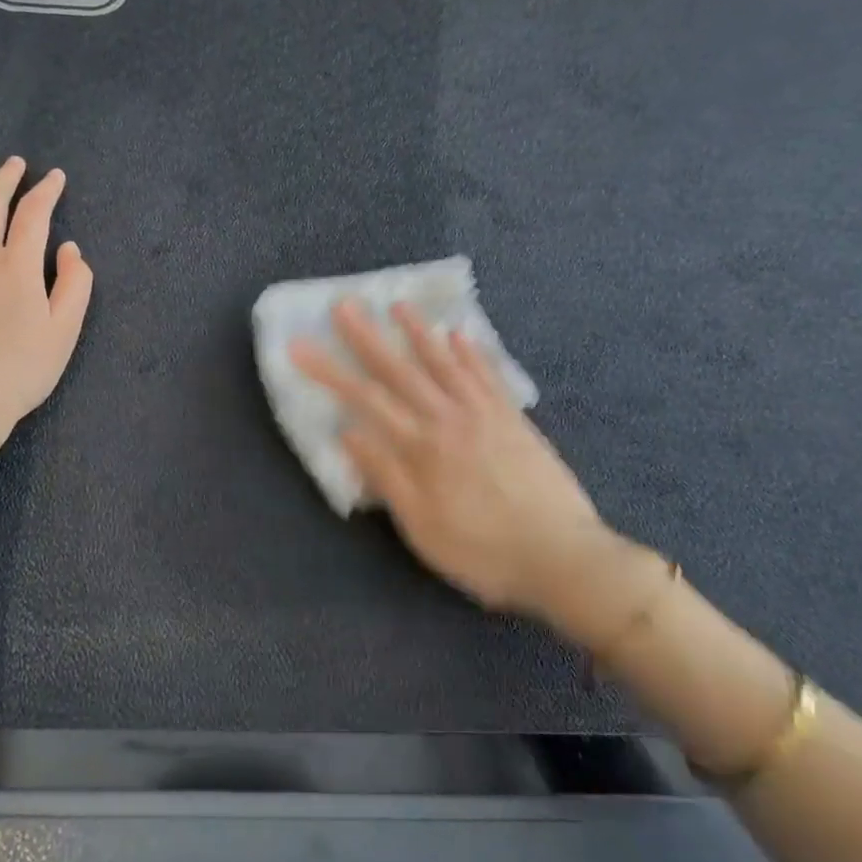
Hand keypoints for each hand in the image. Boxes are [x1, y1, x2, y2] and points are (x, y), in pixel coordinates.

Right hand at [291, 302, 629, 616]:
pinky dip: (471, 352)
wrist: (562, 557)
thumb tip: (348, 432)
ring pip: (444, 363)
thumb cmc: (482, 550)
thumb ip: (386, 476)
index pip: (365, 399)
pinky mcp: (514, 419)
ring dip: (418, 332)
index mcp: (420, 447)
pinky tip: (459, 334)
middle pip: (400, 370)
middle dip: (367, 337)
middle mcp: (448, 418)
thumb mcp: (421, 526)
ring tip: (397, 305)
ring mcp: (484, 413)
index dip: (328, 371)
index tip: (300, 346)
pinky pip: (487, 375)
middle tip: (343, 305)